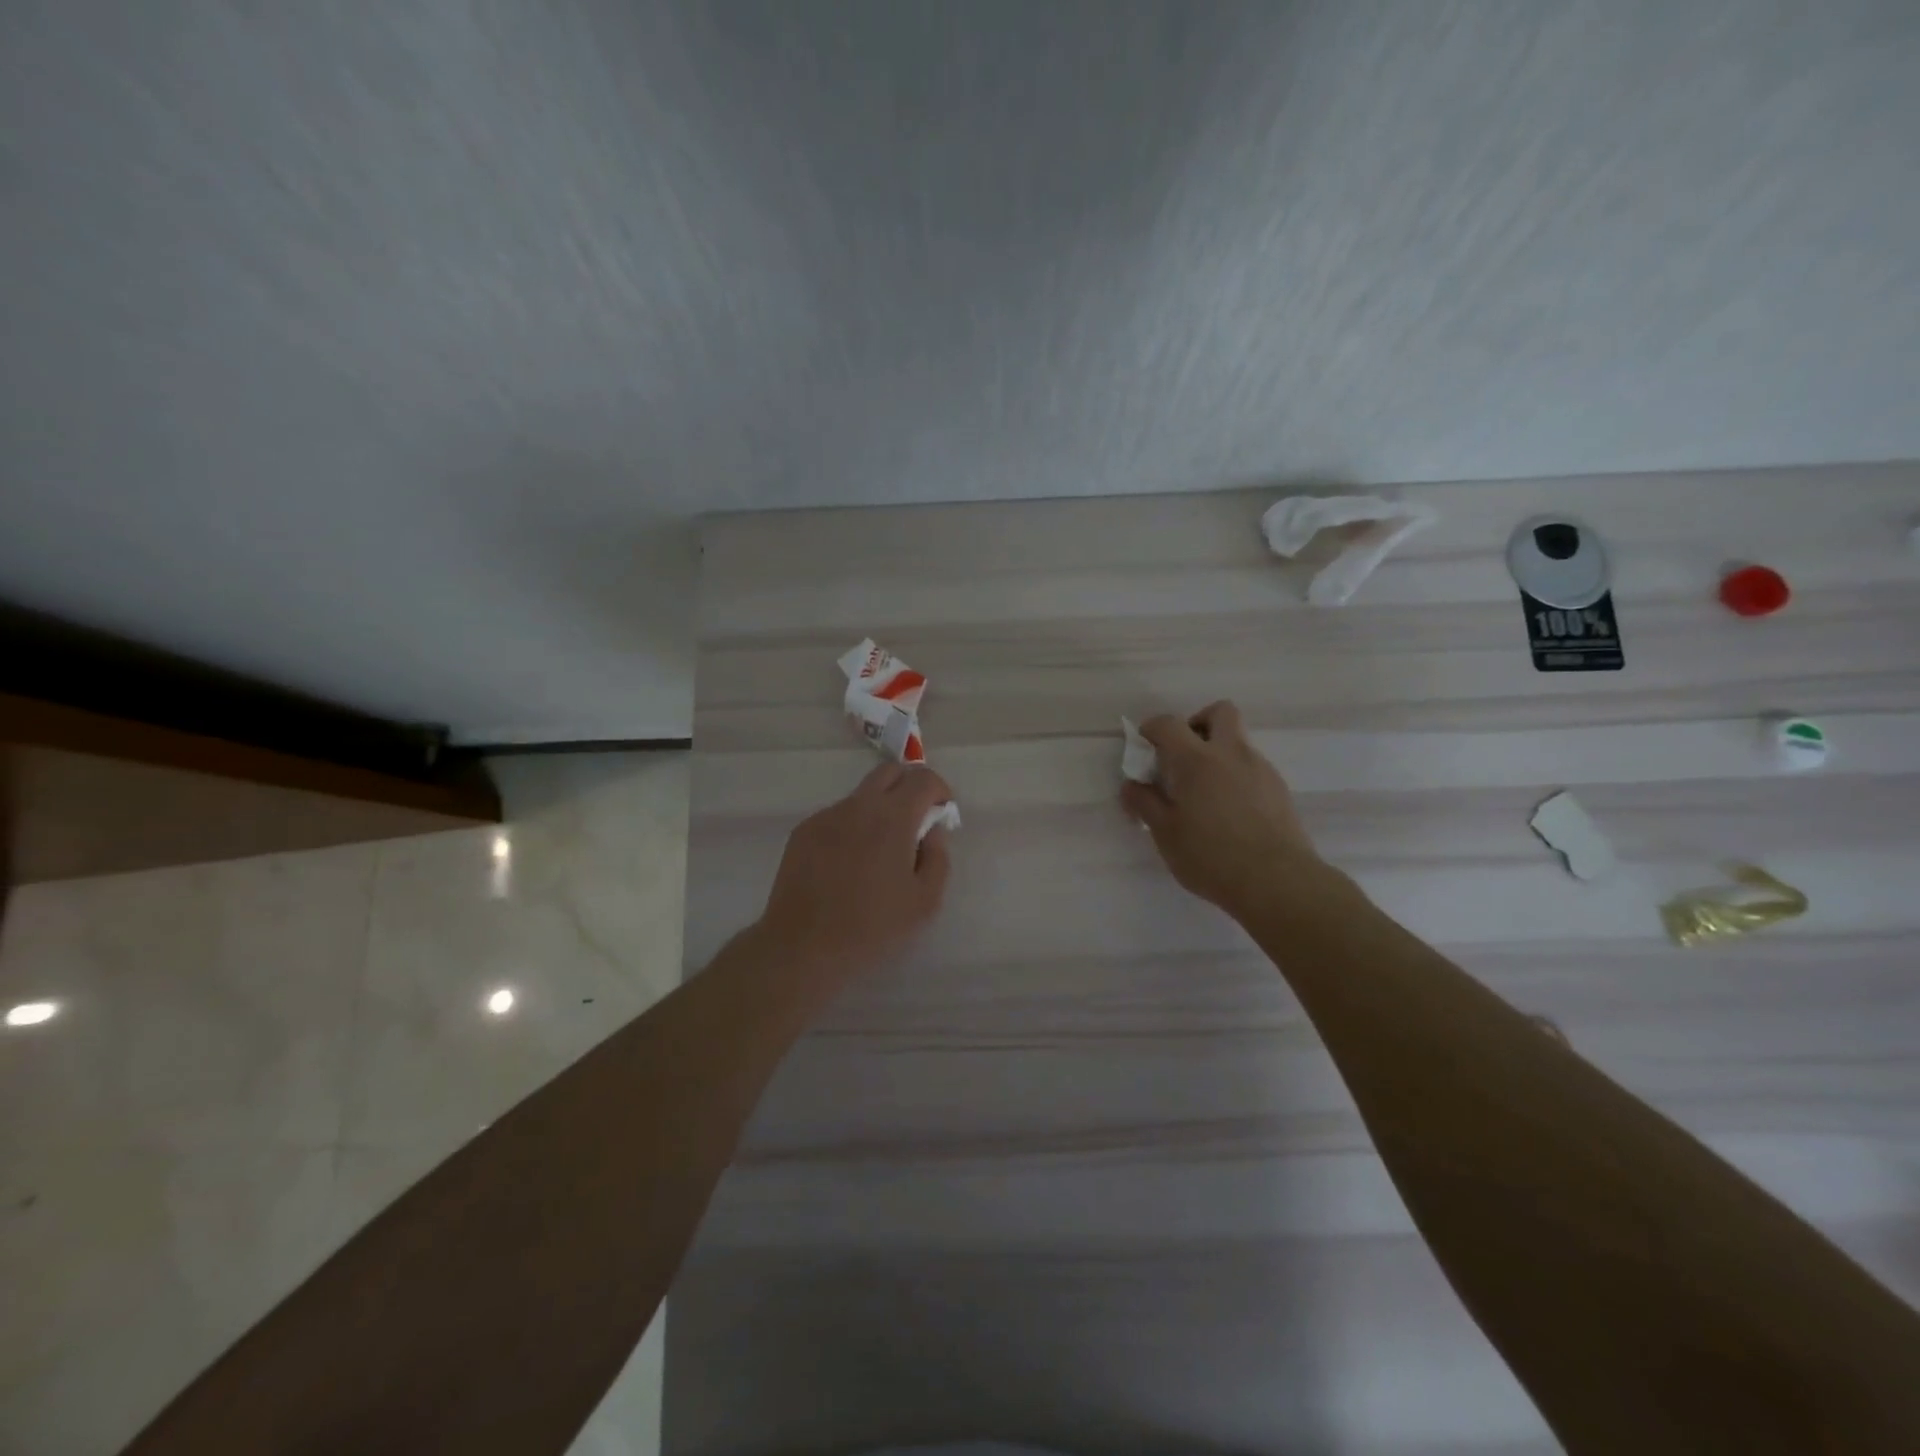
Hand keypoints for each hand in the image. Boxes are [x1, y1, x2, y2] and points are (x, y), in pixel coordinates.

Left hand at [756, 762, 953, 984]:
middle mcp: (858, 806)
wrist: (803, 946)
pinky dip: (853, 827)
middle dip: (910, 786)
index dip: (940, 790)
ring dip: (880, 809)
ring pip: (862, 795)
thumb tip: (932, 830)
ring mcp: (827, 816)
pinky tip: (849, 865)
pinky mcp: (804, 831)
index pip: (923, 778)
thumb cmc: (872, 928)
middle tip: (917, 821)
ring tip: (880, 852)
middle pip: (889, 771)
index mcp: (892, 818)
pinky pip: (838, 816)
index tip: (943, 814)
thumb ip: (938, 856)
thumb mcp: (925, 901)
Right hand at [1121, 701, 1324, 918]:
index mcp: (1197, 759)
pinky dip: (1236, 777)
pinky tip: (1229, 812)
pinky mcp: (1279, 790)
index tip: (1144, 749)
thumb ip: (1145, 803)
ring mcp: (1261, 769)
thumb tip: (1131, 784)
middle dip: (1198, 723)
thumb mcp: (1165, 833)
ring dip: (1218, 753)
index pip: (1168, 724)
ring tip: (1204, 794)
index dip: (1151, 729)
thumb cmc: (1211, 856)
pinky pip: (1253, 768)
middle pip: (1220, 712)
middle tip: (1184, 755)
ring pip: (1238, 742)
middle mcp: (1232, 754)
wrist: (1277, 882)